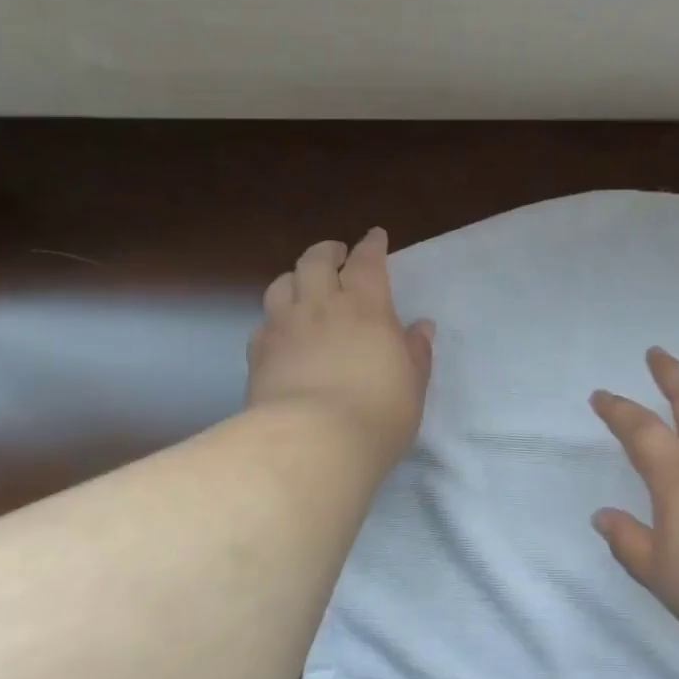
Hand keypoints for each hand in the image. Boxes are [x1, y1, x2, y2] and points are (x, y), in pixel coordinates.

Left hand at [248, 228, 434, 462]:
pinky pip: (263, 322)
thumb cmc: (378, 412)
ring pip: (281, 283)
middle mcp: (320, 306)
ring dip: (295, 277)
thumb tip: (420, 327)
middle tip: (336, 255)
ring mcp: (284, 327)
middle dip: (327, 251)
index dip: (371, 245)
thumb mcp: (412, 384)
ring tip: (303, 285)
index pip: (367, 262)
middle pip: (315, 261)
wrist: (313, 442)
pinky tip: (280, 331)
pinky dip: (274, 317)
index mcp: (365, 306)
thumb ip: (415, 351)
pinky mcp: (258, 353)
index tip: (374, 236)